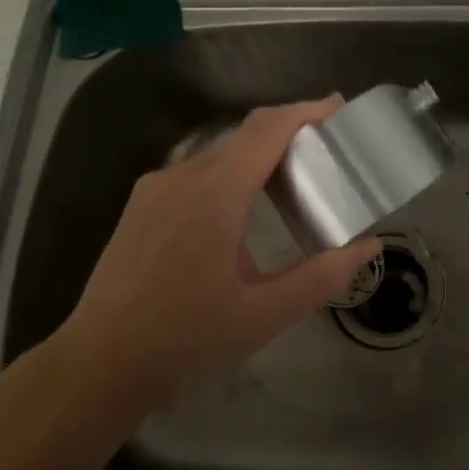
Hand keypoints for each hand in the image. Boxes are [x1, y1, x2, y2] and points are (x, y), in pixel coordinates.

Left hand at [59, 98, 382, 395]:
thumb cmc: (186, 337)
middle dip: (289, 133)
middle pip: (245, 136)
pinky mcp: (141, 205)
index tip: (339, 106)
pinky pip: (196, 172)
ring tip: (292, 179)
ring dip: (258, 155)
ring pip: (219, 154)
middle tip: (326, 150)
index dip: (306, 111)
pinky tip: (243, 207)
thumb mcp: (265, 314)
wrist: (100, 363)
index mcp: (215, 194)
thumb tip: (368, 247)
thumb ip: (322, 277)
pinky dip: (230, 173)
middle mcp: (183, 177)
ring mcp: (156, 188)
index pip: (268, 130)